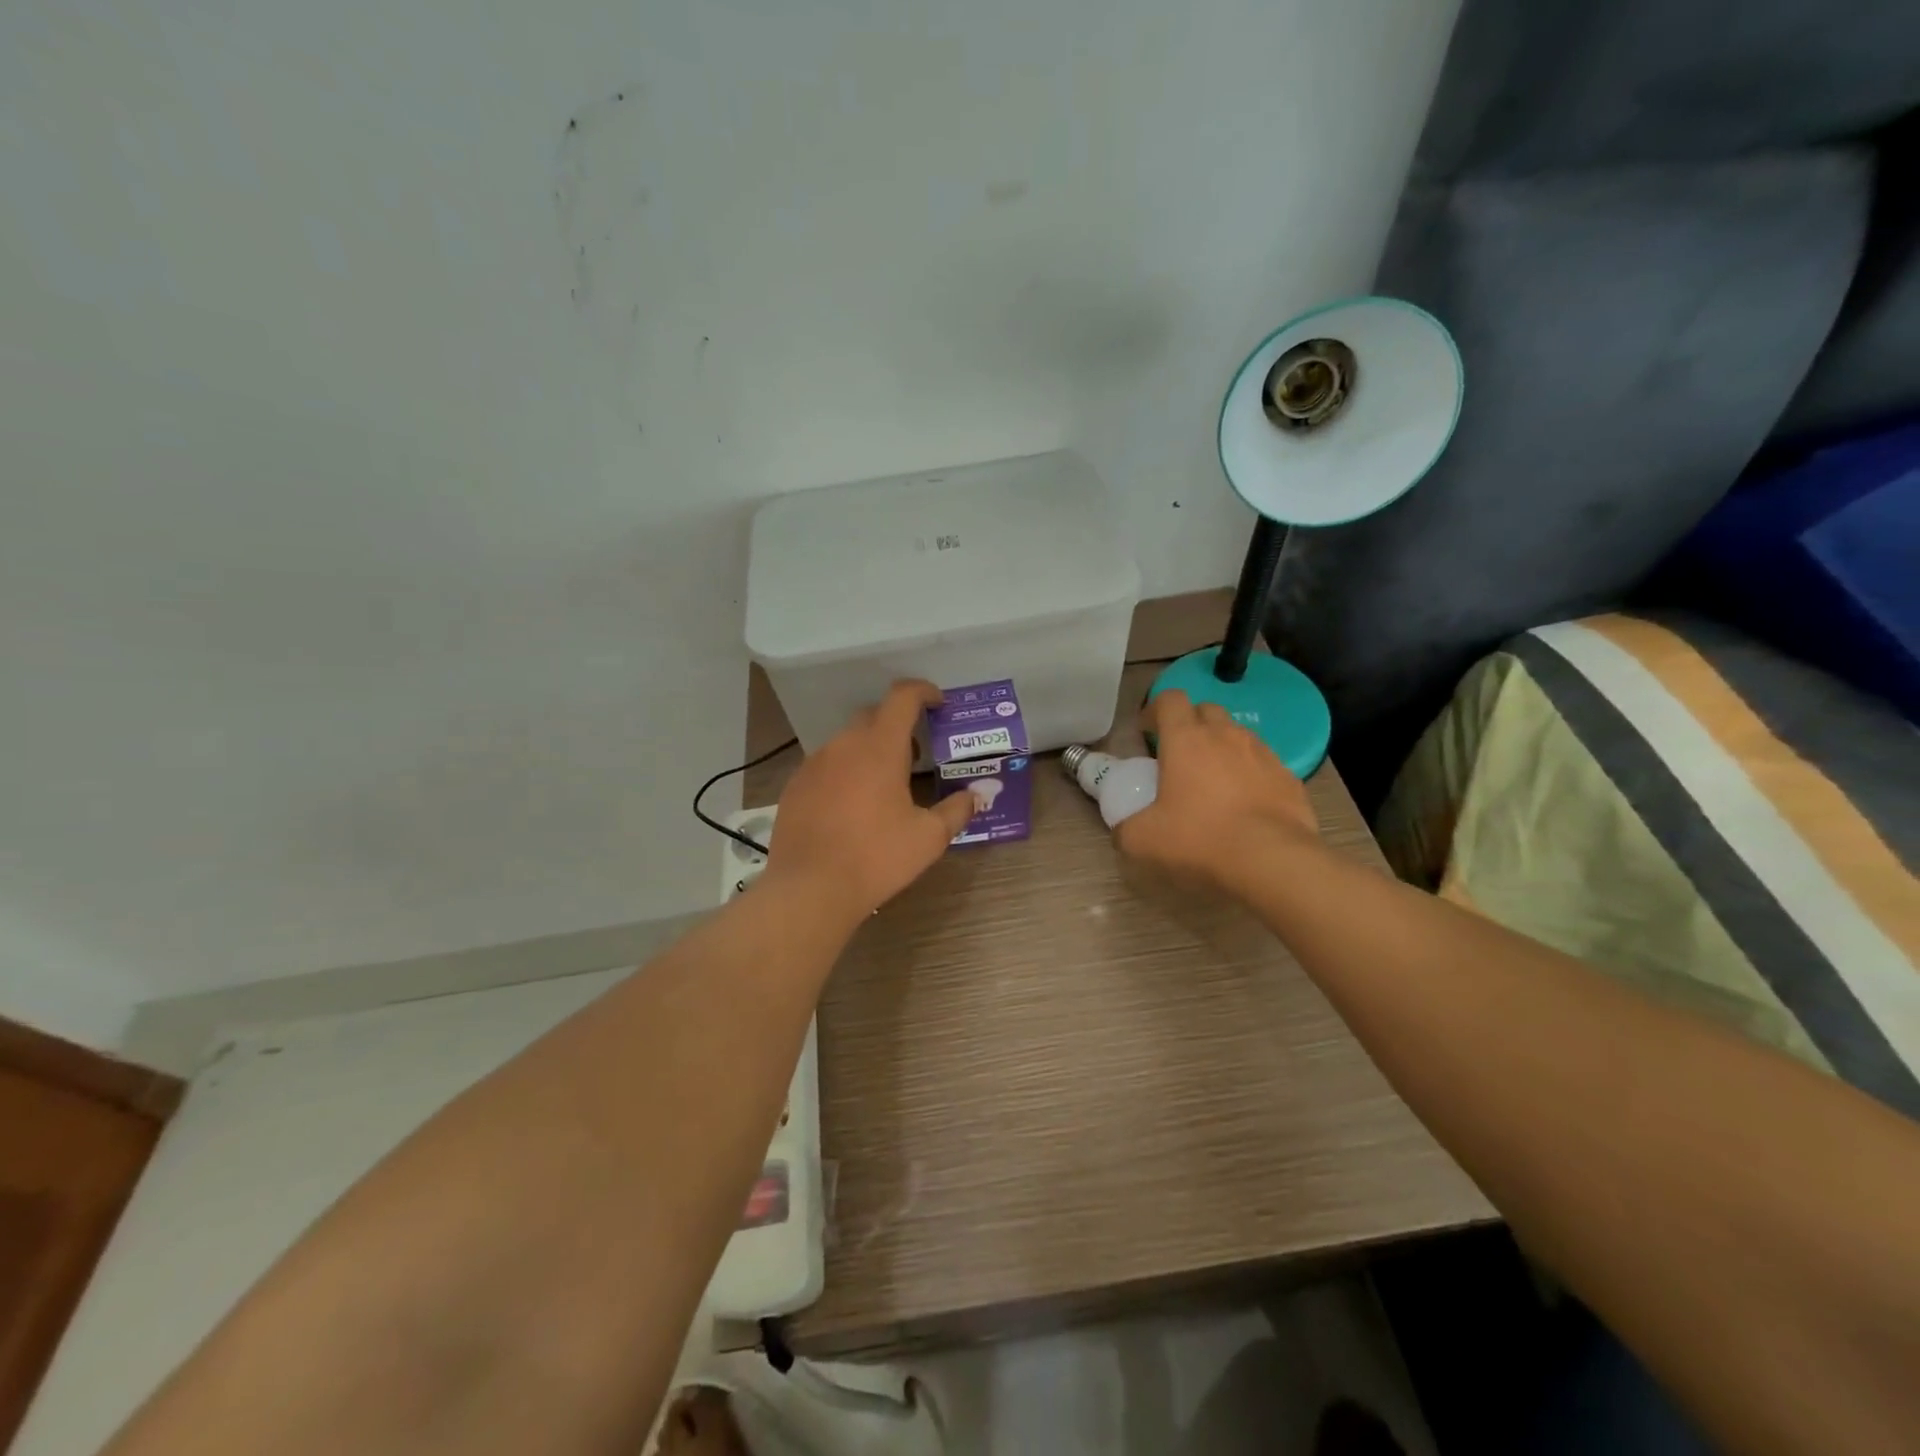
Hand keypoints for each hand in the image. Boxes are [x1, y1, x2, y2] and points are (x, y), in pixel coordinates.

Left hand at [764, 680, 976, 925]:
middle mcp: (844, 745)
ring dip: (869, 750)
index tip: (938, 702)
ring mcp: (814, 764)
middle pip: (874, 716)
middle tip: (915, 754)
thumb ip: (956, 810)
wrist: (809, 888)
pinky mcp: (794, 786)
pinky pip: (826, 765)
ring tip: (885, 783)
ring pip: (847, 742)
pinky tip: (851, 805)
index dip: (923, 691)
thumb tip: (976, 796)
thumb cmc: (876, 857)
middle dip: (897, 725)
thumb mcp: (928, 838)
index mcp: (880, 747)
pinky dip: (844, 772)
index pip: (902, 697)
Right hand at [1114, 690, 1318, 888]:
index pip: (1170, 699)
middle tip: (1178, 756)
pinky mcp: (1289, 777)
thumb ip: (1125, 828)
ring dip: (1221, 748)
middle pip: (1206, 710)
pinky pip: (1263, 763)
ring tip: (1213, 781)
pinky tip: (1245, 803)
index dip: (1155, 710)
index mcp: (1186, 739)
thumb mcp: (1143, 840)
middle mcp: (1226, 735)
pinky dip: (1250, 773)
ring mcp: (1262, 753)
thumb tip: (1121, 831)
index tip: (1146, 733)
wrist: (1273, 862)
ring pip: (1237, 735)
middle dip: (1190, 724)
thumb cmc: (1200, 839)